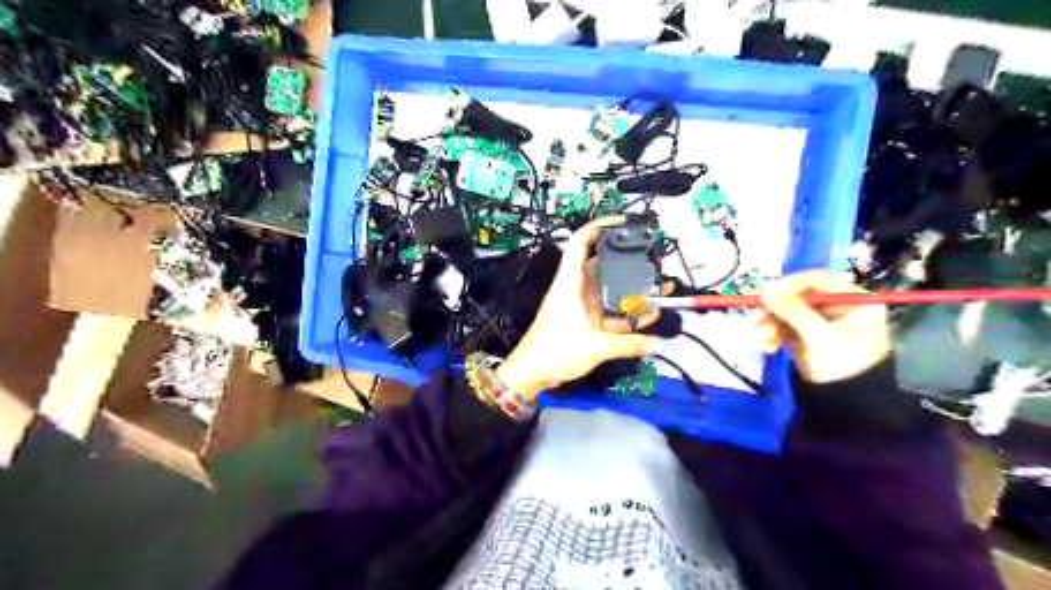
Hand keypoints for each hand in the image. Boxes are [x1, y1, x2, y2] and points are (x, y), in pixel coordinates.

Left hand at [498, 216, 659, 399]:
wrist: (531, 374)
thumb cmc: (556, 350)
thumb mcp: (596, 346)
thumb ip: (630, 344)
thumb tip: (658, 343)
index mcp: (571, 283)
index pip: (580, 242)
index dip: (599, 226)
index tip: (623, 222)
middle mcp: (576, 289)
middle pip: (602, 266)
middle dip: (627, 262)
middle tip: (653, 261)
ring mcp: (580, 306)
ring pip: (609, 291)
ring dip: (631, 290)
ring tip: (659, 287)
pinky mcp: (584, 323)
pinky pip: (609, 313)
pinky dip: (626, 314)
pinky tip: (649, 314)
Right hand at [761, 270, 889, 383]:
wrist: (844, 406)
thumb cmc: (842, 366)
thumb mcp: (819, 335)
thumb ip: (792, 310)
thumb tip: (764, 288)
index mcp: (853, 301)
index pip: (818, 280)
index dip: (790, 285)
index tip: (766, 293)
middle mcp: (837, 307)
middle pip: (798, 296)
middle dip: (776, 309)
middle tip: (757, 317)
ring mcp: (819, 322)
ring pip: (787, 312)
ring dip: (770, 323)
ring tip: (761, 337)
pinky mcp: (805, 335)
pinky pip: (783, 326)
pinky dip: (773, 334)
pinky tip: (767, 346)